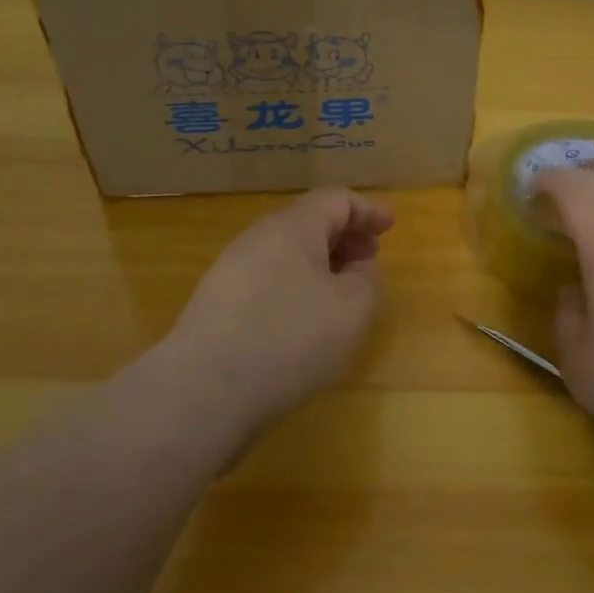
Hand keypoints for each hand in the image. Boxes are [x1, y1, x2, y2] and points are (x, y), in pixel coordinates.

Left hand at [155, 189, 393, 438]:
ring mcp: (230, 272)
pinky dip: (295, 287)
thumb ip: (366, 278)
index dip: (367, 210)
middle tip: (370, 257)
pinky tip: (304, 321)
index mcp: (293, 228)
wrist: (203, 392)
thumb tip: (356, 266)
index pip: (336, 200)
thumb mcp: (353, 308)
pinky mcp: (216, 306)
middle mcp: (257, 239)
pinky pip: (266, 281)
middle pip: (307, 223)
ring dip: (319, 264)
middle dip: (344, 236)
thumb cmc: (290, 339)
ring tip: (341, 292)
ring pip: (285, 254)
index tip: (390, 225)